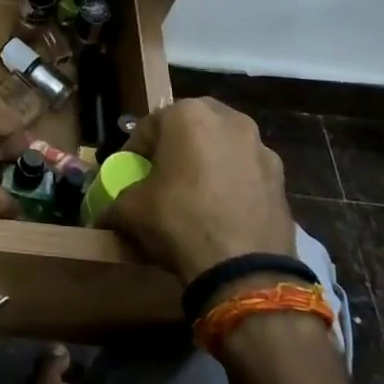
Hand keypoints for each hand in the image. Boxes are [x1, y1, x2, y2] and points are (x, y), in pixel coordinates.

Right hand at [99, 99, 294, 283]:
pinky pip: (245, 172)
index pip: (148, 127)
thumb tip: (102, 214)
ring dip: (206, 163)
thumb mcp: (130, 211)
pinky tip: (220, 212)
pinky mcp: (281, 178)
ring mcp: (261, 147)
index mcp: (187, 115)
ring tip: (193, 196)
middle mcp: (228, 119)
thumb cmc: (178, 221)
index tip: (128, 175)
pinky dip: (232, 184)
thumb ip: (114, 203)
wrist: (243, 268)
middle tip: (161, 177)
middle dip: (174, 149)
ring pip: (222, 148)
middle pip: (190, 129)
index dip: (134, 152)